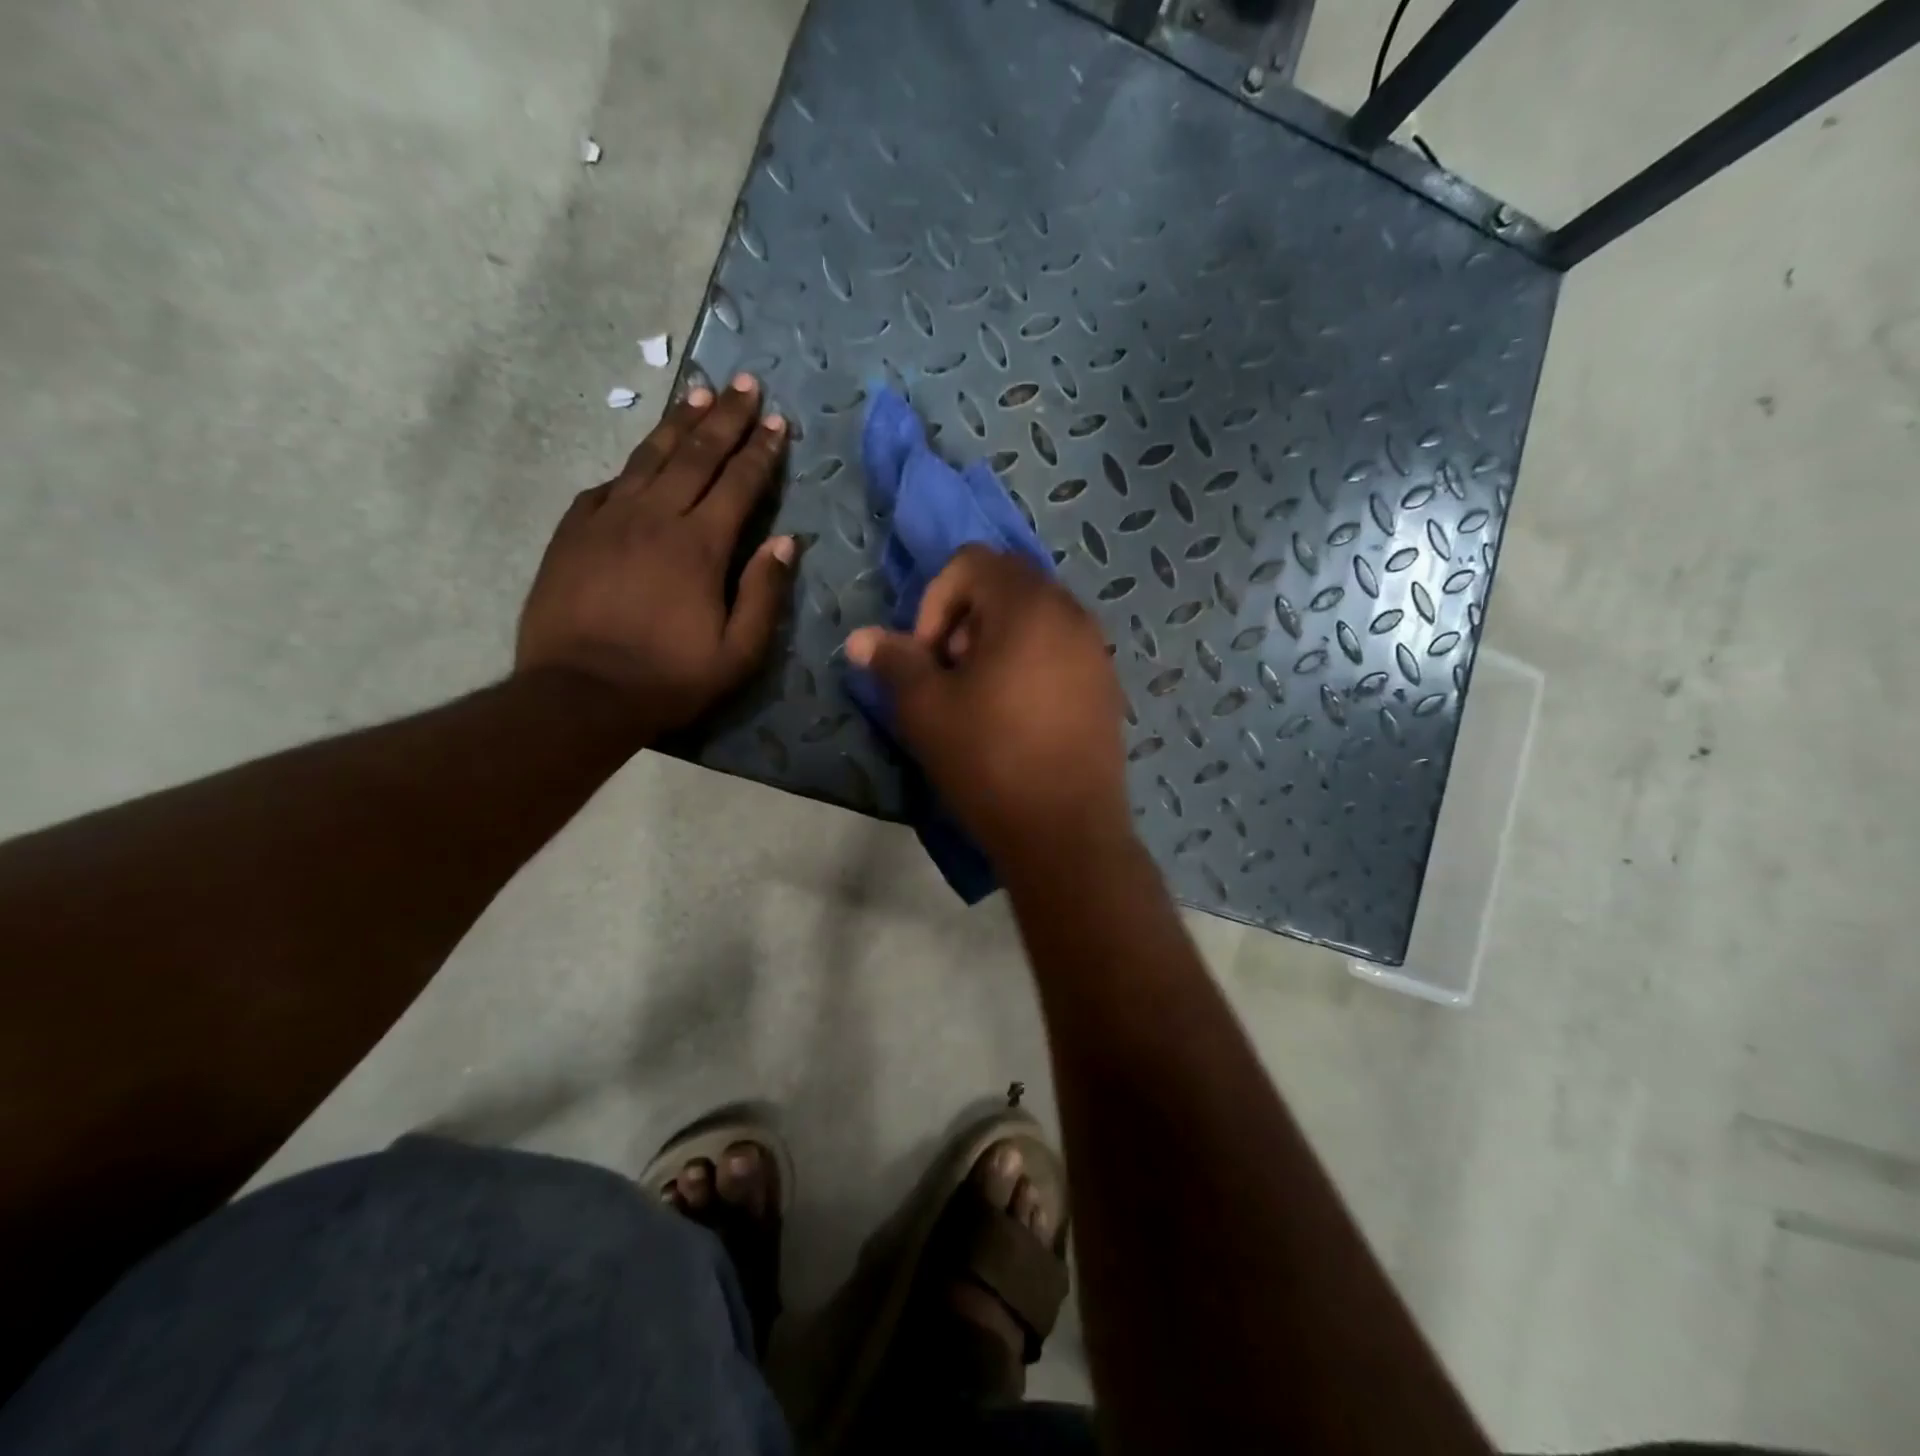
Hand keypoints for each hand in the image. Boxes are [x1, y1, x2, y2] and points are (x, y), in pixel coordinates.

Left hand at [517, 375, 795, 735]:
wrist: (578, 694)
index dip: (760, 451)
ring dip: (677, 424)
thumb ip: (764, 594)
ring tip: (697, 393)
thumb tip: (788, 542)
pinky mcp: (572, 532)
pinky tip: (640, 460)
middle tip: (744, 384)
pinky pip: (607, 486)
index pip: (738, 483)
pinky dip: (630, 468)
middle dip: (724, 417)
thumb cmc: (668, 678)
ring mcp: (607, 519)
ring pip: (649, 458)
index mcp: (699, 545)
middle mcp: (654, 517)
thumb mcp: (737, 653)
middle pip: (695, 454)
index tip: (777, 421)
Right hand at [845, 546, 1131, 874]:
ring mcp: (1097, 650)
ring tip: (980, 698)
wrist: (1067, 833)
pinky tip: (1016, 717)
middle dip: (965, 619)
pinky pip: (1060, 651)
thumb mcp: (926, 710)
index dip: (935, 601)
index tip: (927, 656)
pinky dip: (1029, 663)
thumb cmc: (990, 761)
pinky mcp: (1107, 686)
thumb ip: (894, 662)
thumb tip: (861, 638)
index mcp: (1028, 605)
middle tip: (950, 674)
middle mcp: (1072, 614)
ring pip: (1035, 619)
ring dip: (996, 642)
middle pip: (1006, 585)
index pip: (971, 562)